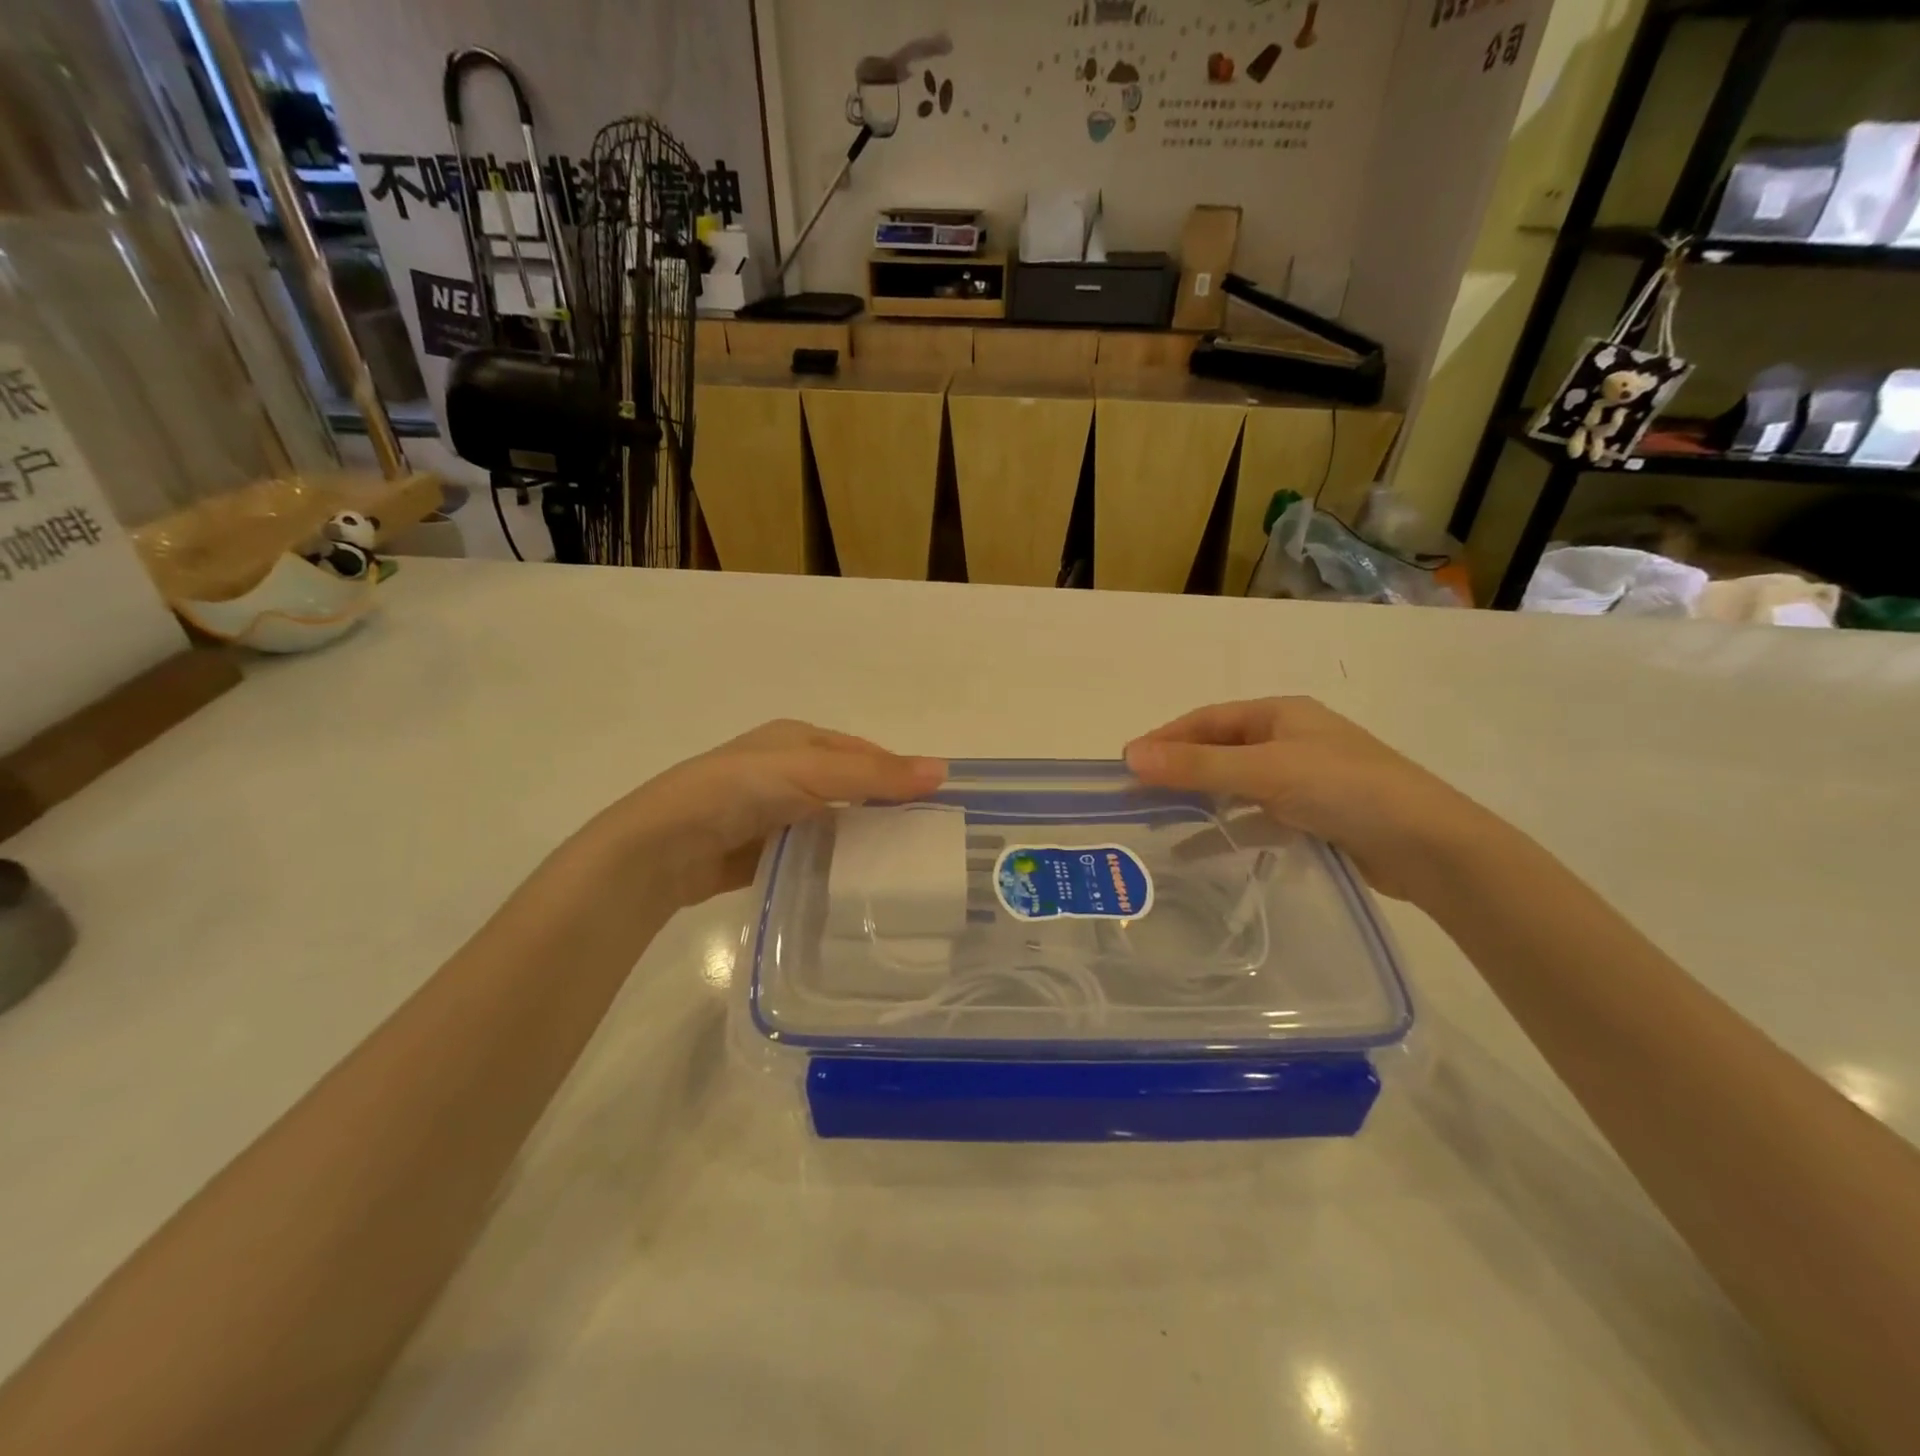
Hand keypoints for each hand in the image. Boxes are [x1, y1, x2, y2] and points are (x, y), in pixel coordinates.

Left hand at [583, 721, 945, 907]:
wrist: (664, 847)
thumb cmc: (739, 792)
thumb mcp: (810, 771)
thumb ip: (874, 773)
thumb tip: (943, 770)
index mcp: (797, 739)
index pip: (863, 753)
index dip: (898, 773)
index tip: (935, 805)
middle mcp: (786, 771)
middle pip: (850, 788)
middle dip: (883, 810)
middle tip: (925, 842)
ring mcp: (773, 812)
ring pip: (832, 823)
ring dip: (860, 841)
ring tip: (902, 868)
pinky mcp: (763, 851)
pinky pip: (810, 854)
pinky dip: (833, 865)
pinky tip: (857, 884)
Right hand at [1125, 697, 1493, 902]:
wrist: (1429, 846)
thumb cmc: (1345, 789)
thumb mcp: (1265, 771)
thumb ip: (1197, 766)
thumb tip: (1130, 756)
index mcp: (1281, 714)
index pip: (1208, 720)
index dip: (1165, 738)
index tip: (1126, 762)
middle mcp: (1290, 740)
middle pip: (1220, 750)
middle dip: (1178, 769)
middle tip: (1135, 793)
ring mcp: (1303, 779)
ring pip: (1236, 784)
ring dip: (1199, 799)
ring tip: (1157, 819)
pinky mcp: (1314, 816)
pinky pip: (1256, 816)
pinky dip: (1228, 827)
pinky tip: (1200, 847)